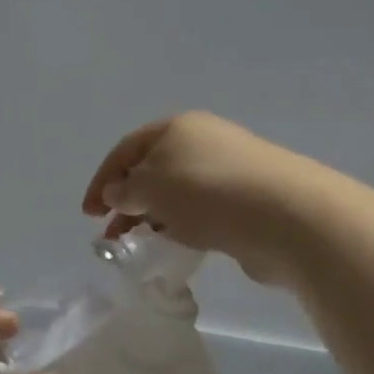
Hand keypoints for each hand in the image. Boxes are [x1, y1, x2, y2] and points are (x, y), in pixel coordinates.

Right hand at [81, 112, 329, 285]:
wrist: (285, 215)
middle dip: (127, 202)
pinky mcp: (247, 200)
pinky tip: (177, 246)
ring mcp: (229, 170)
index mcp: (177, 127)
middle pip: (152, 170)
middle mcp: (203, 142)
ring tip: (139, 245)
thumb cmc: (207, 192)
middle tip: (111, 236)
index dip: (102, 180)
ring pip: (177, 193)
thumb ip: (126, 190)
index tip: (88, 215)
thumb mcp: (151, 186)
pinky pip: (202, 211)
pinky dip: (182, 226)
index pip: (127, 149)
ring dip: (152, 217)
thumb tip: (116, 193)